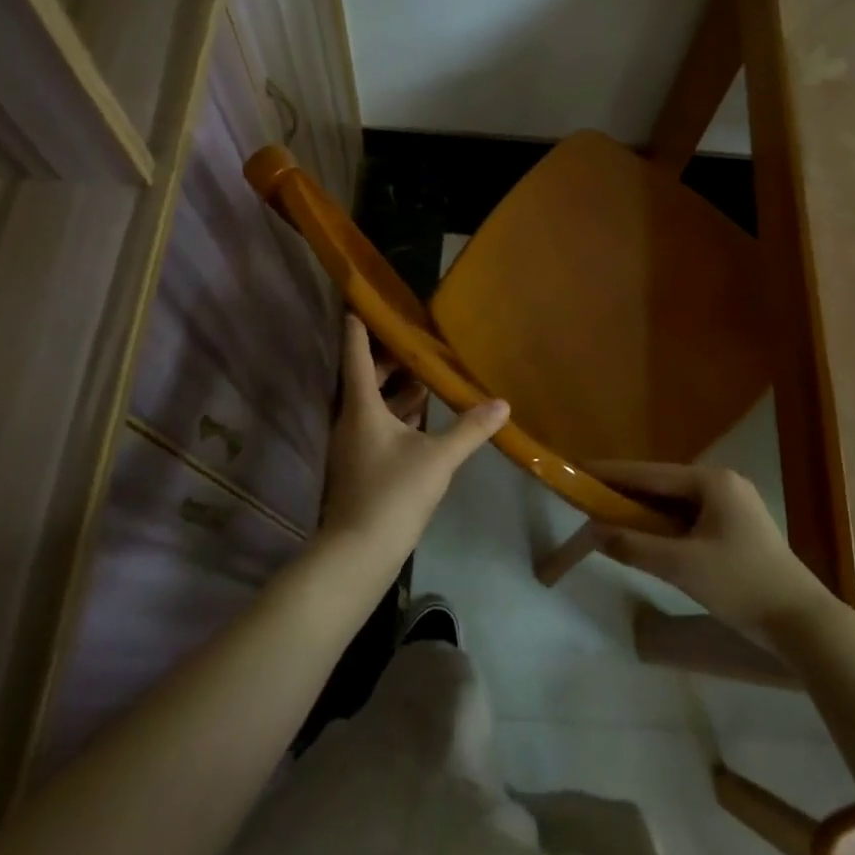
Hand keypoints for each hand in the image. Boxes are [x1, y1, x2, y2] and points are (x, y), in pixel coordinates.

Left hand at [318, 316, 507, 564]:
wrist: (360, 551)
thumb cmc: (393, 493)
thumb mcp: (438, 458)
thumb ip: (469, 429)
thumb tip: (502, 404)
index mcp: (362, 408)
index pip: (358, 356)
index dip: (358, 329)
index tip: (359, 303)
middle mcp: (351, 420)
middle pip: (365, 379)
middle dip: (387, 359)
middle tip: (413, 339)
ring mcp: (353, 445)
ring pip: (372, 404)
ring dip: (394, 388)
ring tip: (424, 373)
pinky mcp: (360, 465)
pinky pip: (376, 425)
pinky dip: (396, 414)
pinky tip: (420, 417)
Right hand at [587, 462, 823, 632]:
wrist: (803, 624)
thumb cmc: (741, 585)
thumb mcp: (681, 566)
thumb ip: (634, 546)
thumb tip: (593, 531)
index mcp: (712, 482)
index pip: (649, 473)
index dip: (611, 473)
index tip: (578, 469)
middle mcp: (722, 484)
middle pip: (661, 485)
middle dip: (625, 493)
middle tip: (588, 497)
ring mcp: (732, 506)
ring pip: (674, 504)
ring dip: (644, 512)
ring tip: (607, 515)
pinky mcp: (736, 529)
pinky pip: (688, 518)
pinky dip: (663, 526)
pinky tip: (644, 536)